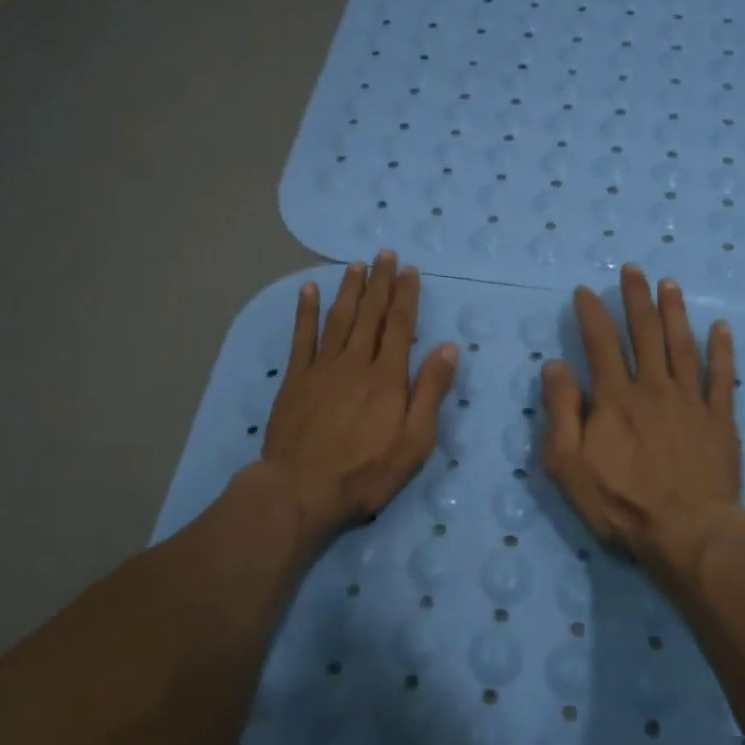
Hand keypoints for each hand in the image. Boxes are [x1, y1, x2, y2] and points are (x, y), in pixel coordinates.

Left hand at [255, 252, 458, 547]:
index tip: (409, 271)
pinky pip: (302, 337)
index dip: (406, 296)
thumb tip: (448, 348)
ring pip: (338, 319)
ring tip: (356, 265)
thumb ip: (430, 391)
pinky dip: (306, 312)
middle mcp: (356, 363)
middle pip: (370, 315)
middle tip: (384, 255)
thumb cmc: (366, 472)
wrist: (301, 489)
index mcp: (387, 377)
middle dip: (380, 283)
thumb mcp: (414, 441)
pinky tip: (309, 290)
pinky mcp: (295, 380)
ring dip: (349, 290)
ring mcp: (322, 368)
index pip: (400, 326)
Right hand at [541, 264, 744, 583]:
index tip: (586, 290)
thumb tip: (555, 365)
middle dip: (637, 298)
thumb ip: (560, 412)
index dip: (592, 313)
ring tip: (669, 284)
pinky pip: (723, 377)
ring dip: (675, 312)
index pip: (600, 343)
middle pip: (645, 333)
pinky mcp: (720, 420)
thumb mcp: (568, 465)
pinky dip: (722, 350)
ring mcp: (691, 401)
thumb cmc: (621, 503)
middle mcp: (653, 388)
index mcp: (615, 398)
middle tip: (634, 269)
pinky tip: (721, 327)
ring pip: (682, 345)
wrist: (688, 533)